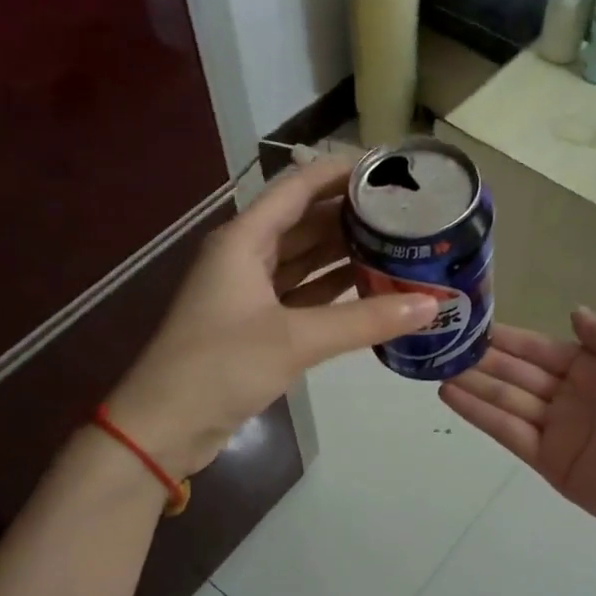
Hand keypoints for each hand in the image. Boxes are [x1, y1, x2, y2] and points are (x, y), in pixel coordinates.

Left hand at [105, 157, 434, 475]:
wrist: (165, 426)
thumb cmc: (221, 366)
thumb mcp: (296, 339)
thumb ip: (364, 320)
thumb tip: (431, 305)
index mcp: (244, 240)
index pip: (297, 188)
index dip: (338, 172)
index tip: (386, 168)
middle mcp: (246, 256)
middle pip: (304, 221)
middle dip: (350, 215)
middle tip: (403, 211)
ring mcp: (249, 291)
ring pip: (304, 259)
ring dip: (344, 252)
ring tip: (396, 244)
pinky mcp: (256, 324)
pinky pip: (302, 293)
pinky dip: (332, 290)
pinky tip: (369, 288)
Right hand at [440, 309, 595, 550]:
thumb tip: (571, 312)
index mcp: (595, 367)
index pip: (540, 348)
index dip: (508, 337)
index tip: (472, 321)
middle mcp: (570, 396)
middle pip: (517, 372)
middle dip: (481, 358)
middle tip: (441, 341)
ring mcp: (557, 430)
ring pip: (505, 399)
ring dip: (472, 382)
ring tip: (435, 365)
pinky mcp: (548, 461)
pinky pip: (508, 431)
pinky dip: (479, 413)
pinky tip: (450, 394)